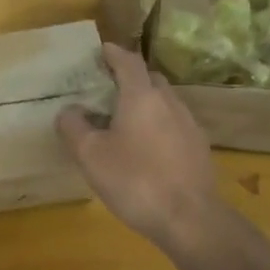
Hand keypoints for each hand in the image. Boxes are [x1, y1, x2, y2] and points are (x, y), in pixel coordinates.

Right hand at [57, 43, 227, 257]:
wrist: (190, 219)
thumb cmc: (135, 180)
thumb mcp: (90, 155)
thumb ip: (74, 126)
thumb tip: (70, 110)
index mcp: (142, 97)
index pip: (128, 62)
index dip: (113, 53)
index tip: (101, 50)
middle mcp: (169, 103)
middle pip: (149, 79)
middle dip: (129, 78)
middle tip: (107, 88)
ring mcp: (189, 125)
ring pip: (163, 102)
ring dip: (144, 104)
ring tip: (123, 121)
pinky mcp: (199, 148)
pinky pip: (173, 125)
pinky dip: (157, 125)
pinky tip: (146, 148)